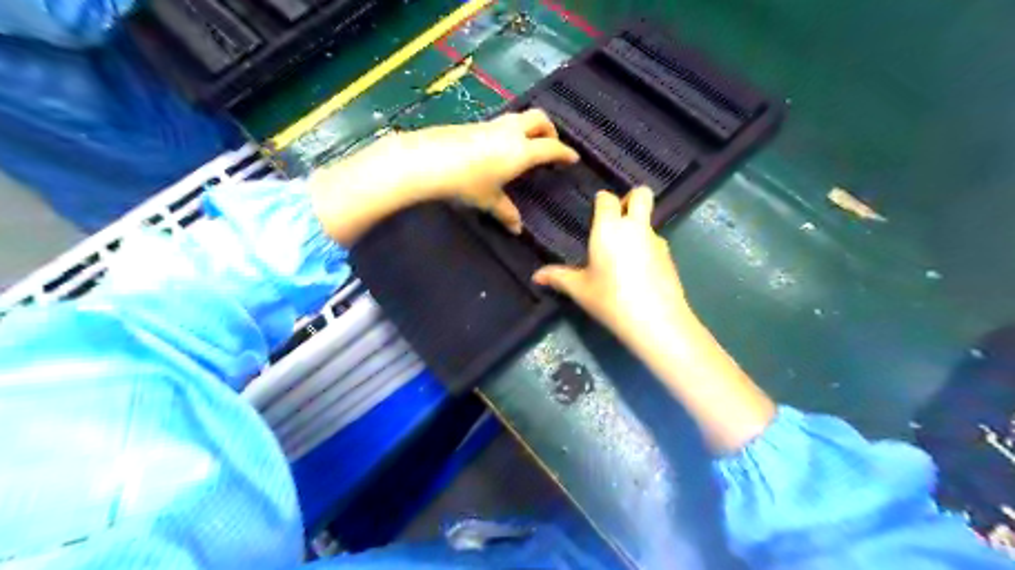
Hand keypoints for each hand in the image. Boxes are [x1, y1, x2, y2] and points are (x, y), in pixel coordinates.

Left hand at [310, 110, 573, 244]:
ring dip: (530, 128)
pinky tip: (499, 148)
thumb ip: (506, 212)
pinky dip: (511, 132)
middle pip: (540, 119)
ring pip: (520, 118)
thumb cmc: (466, 183)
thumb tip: (517, 229)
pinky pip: (502, 124)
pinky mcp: (475, 124)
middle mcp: (511, 132)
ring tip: (527, 147)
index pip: (551, 148)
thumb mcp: (488, 200)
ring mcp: (492, 125)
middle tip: (550, 147)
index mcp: (521, 151)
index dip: (565, 153)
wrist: (428, 160)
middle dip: (550, 131)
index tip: (573, 158)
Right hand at [533, 185, 690, 348]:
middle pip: (641, 194)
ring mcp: (656, 241)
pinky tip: (638, 272)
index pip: (607, 199)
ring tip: (624, 254)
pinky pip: (656, 243)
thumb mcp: (580, 290)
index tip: (596, 211)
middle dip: (631, 199)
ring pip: (649, 221)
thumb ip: (559, 278)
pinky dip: (646, 248)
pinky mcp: (669, 257)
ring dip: (638, 228)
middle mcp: (635, 227)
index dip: (602, 201)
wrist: (655, 320)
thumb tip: (536, 277)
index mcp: (609, 228)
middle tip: (618, 218)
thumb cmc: (610, 299)